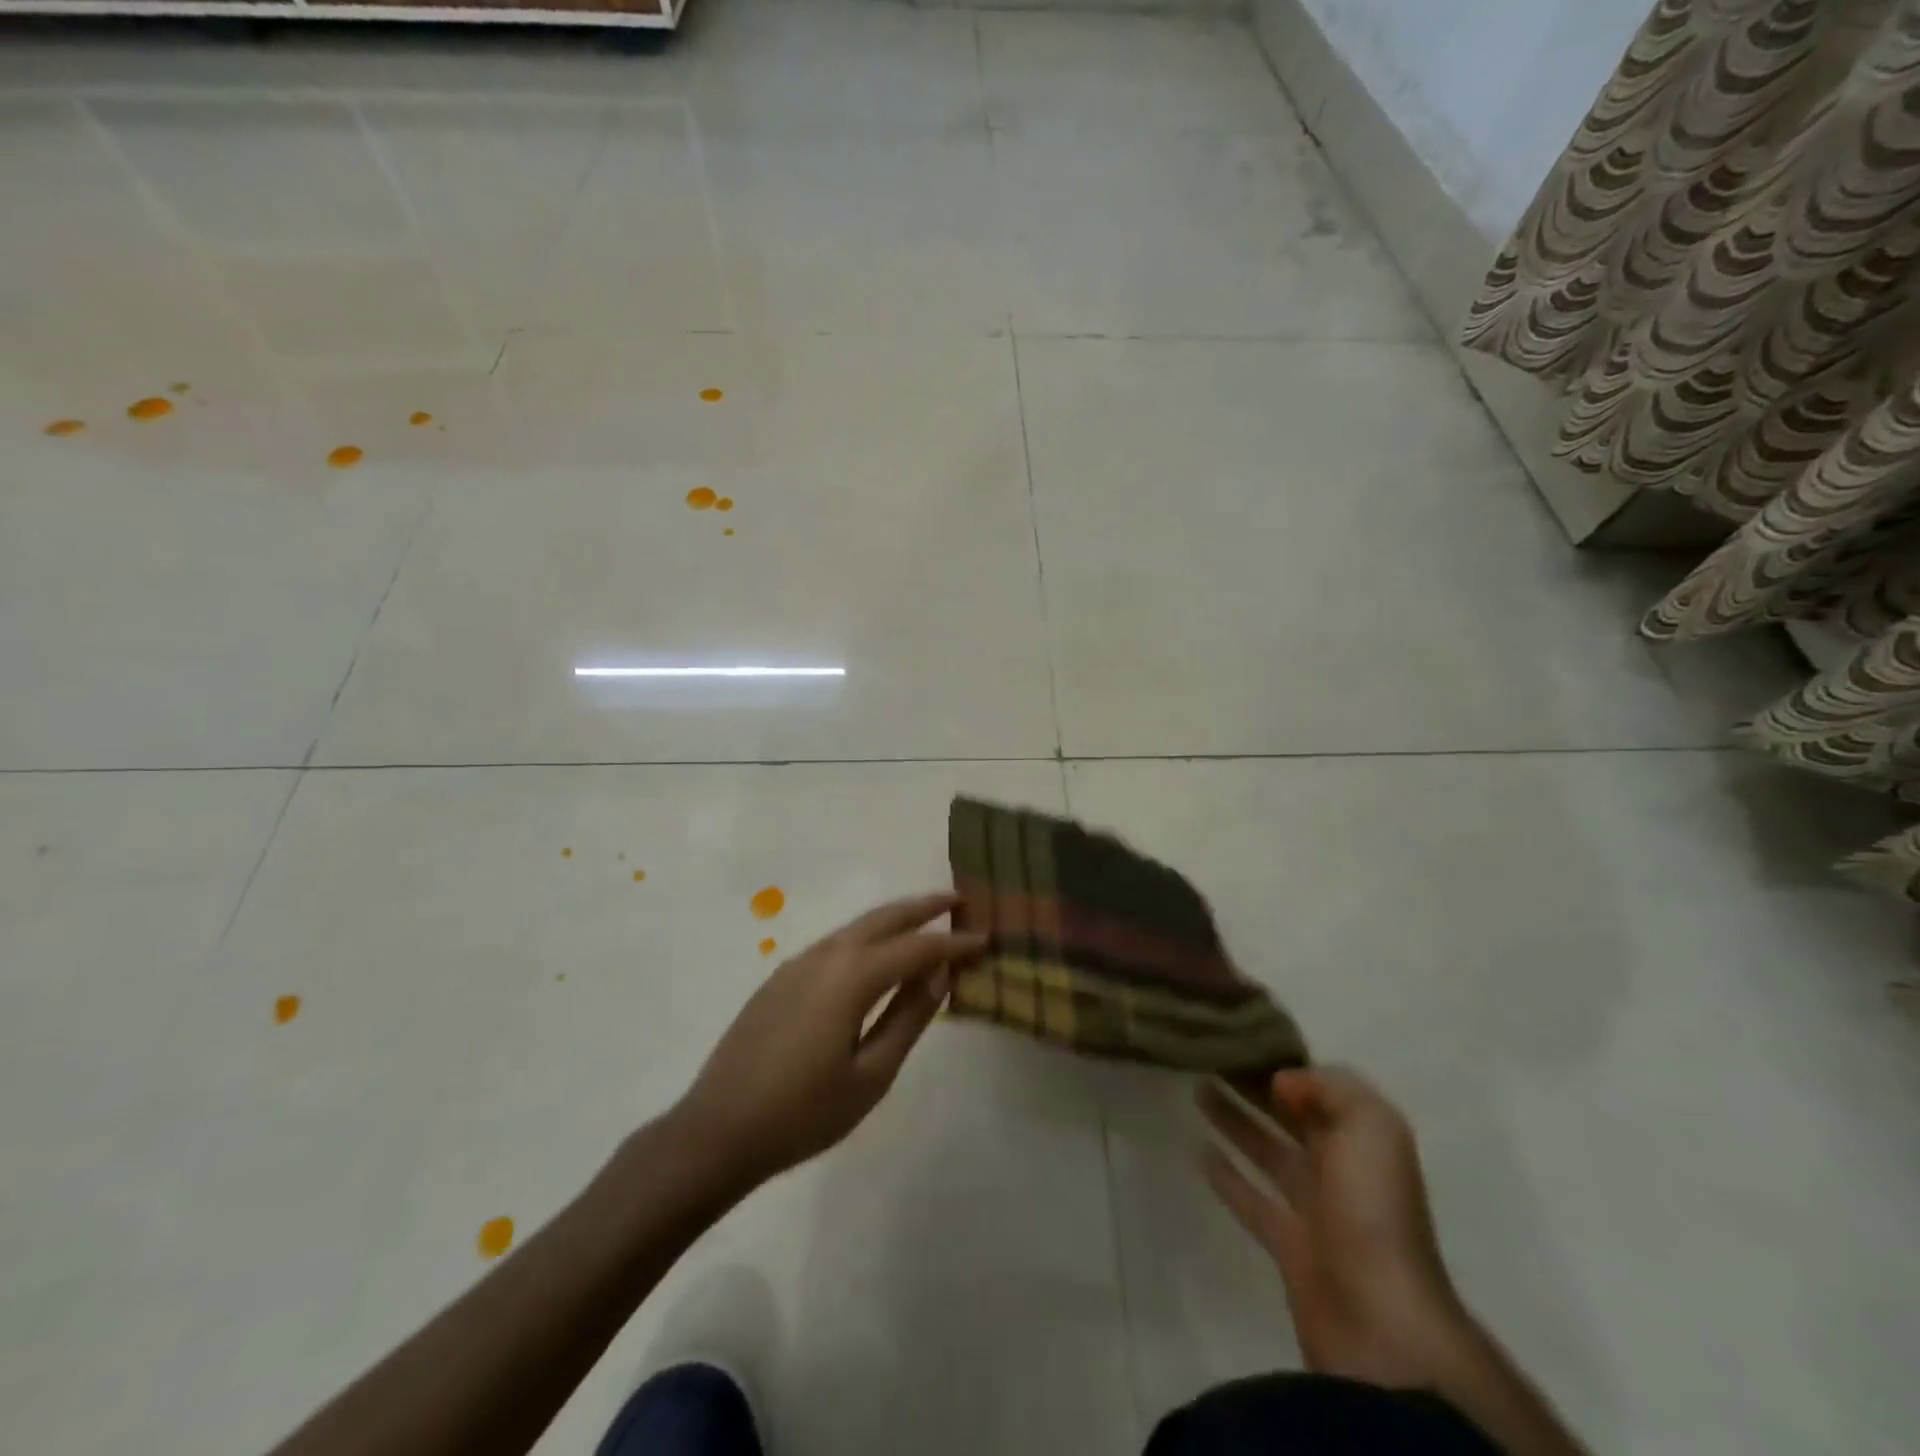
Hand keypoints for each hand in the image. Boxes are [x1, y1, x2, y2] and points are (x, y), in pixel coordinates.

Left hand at [675, 892, 985, 1188]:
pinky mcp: (780, 978)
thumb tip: (939, 975)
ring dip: (894, 919)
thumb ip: (907, 1018)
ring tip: (925, 920)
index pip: (915, 948)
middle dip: (922, 906)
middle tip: (958, 899)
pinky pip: (835, 943)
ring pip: (857, 927)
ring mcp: (798, 964)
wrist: (716, 1131)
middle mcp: (825, 955)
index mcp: (851, 976)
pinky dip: (866, 937)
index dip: (952, 942)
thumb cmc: (803, 1113)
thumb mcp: (870, 1075)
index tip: (984, 937)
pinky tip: (876, 954)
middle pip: (883, 919)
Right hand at [1200, 1066, 1466, 1387]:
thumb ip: (1329, 1088)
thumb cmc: (1373, 1209)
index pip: (1322, 1089)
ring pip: (1268, 1152)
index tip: (1244, 1039)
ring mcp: (1315, 1210)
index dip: (1286, 1064)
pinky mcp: (1288, 1245)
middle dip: (1257, 1088)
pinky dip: (1228, 1176)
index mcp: (1365, 1140)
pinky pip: (1253, 1200)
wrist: (1379, 1320)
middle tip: (1211, 1058)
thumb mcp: (1370, 1126)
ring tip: (1197, 1089)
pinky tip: (1199, 1151)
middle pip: (1292, 1118)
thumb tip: (1283, 1082)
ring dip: (1236, 1122)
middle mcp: (1342, 1169)